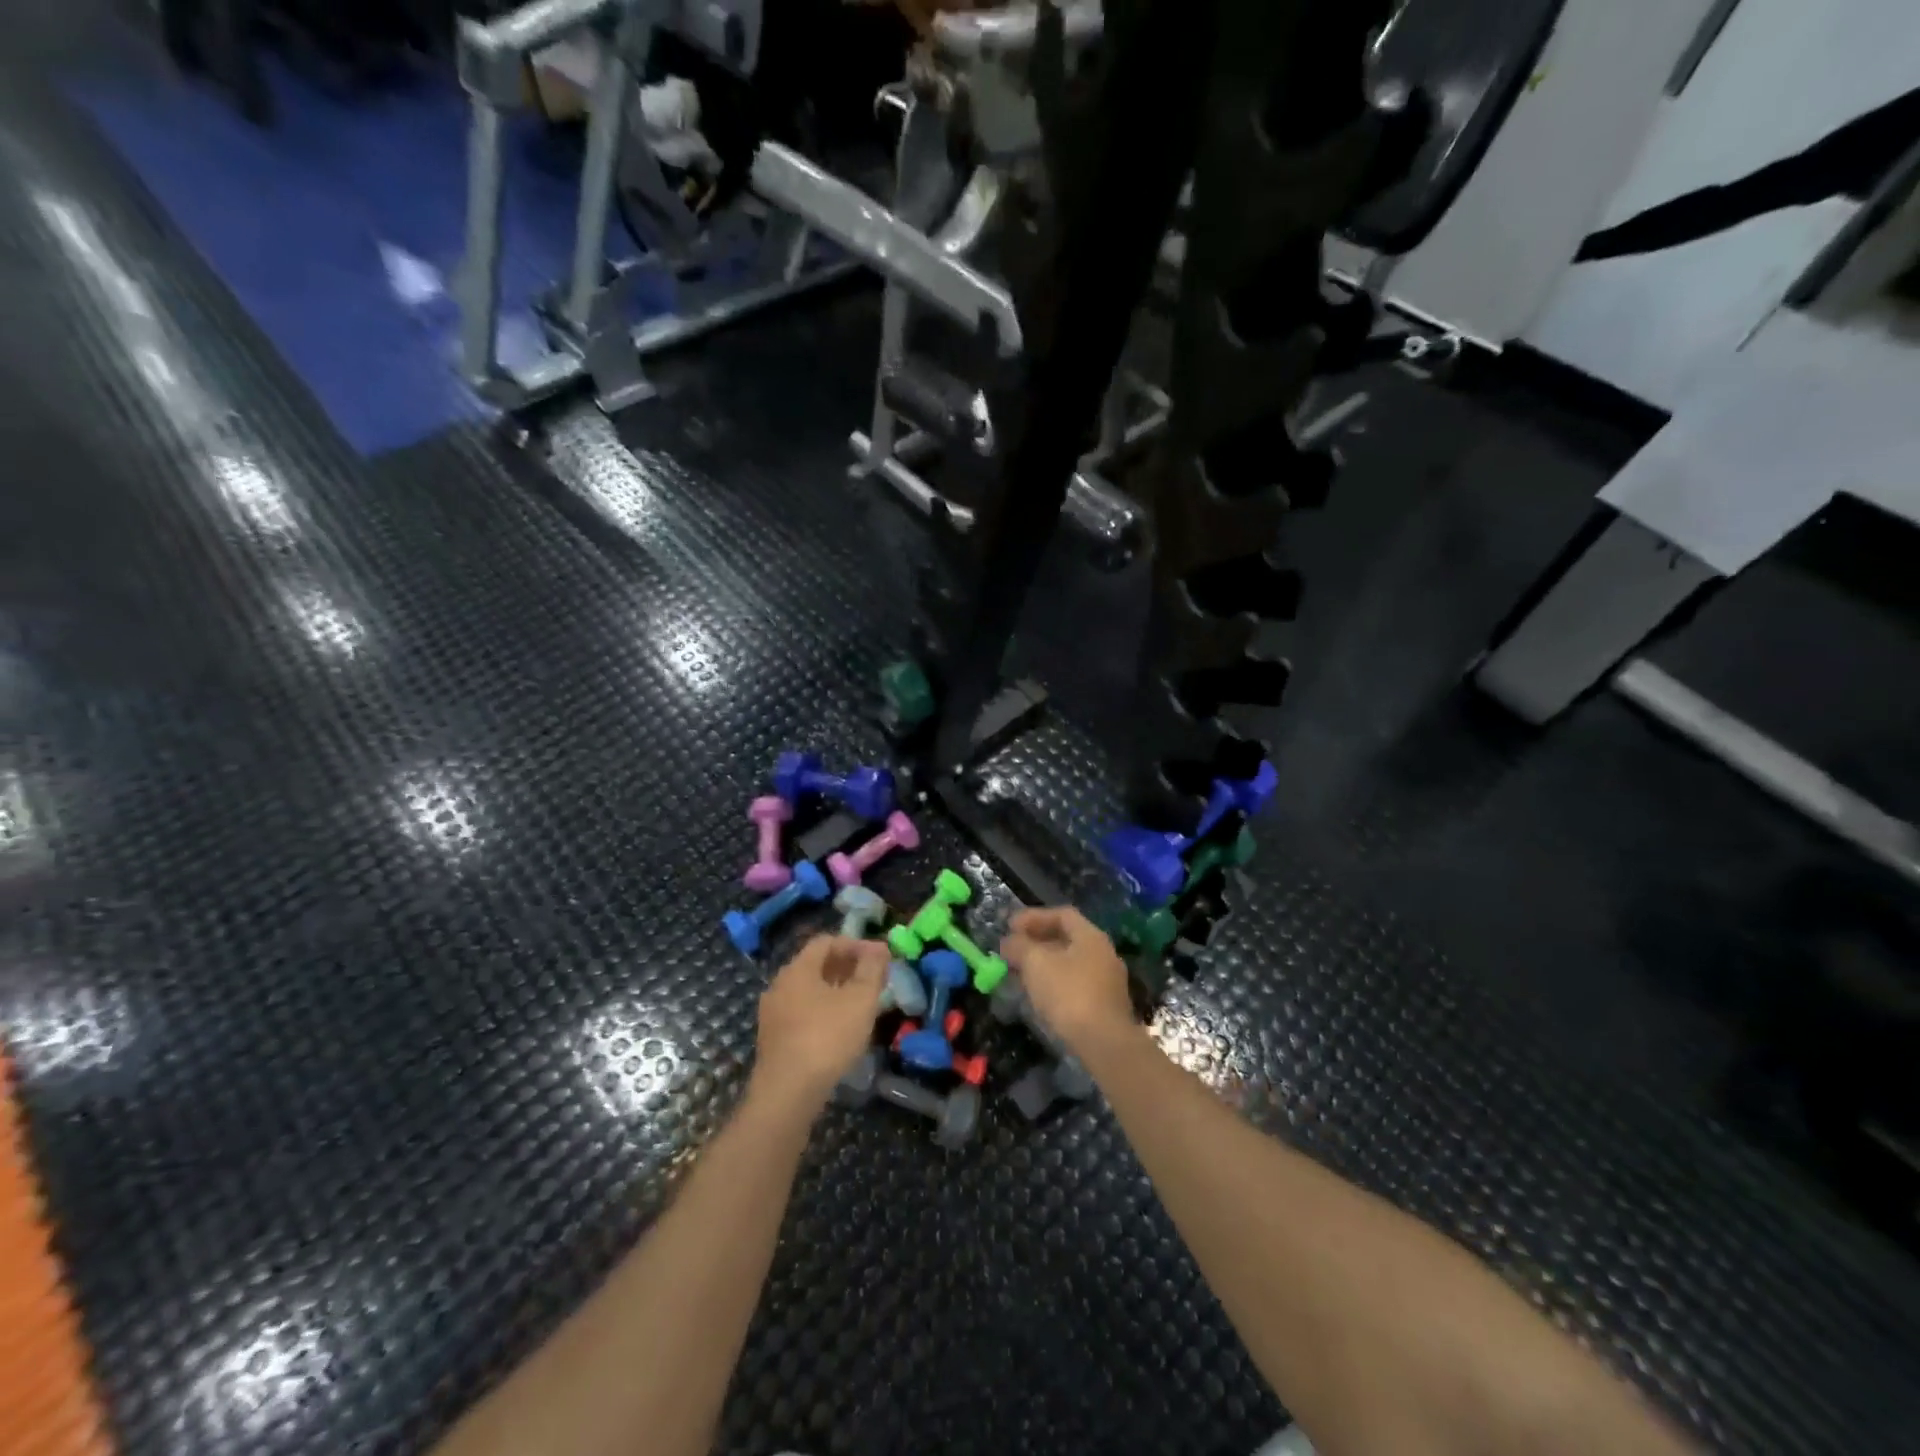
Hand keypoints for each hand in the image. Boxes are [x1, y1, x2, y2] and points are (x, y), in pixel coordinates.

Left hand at [752, 936, 887, 1105]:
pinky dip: (823, 1011)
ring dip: (836, 990)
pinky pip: (801, 1013)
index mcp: (797, 969)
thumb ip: (871, 970)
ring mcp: (772, 1014)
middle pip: (816, 965)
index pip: (826, 942)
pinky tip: (840, 1029)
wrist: (787, 1094)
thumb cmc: (827, 1038)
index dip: (856, 944)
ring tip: (861, 1004)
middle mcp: (779, 985)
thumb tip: (879, 948)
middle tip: (874, 979)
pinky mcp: (773, 1040)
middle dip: (847, 967)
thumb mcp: (860, 1000)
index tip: (880, 958)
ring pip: (809, 991)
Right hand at [1000, 907, 1134, 1055]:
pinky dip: (1053, 983)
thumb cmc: (1069, 994)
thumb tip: (1008, 941)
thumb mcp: (1036, 964)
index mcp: (1091, 936)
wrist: (1104, 1044)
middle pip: (1066, 939)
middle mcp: (1103, 954)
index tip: (1010, 927)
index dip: (1034, 917)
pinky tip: (1037, 995)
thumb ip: (1019, 947)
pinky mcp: (1104, 1006)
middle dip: (1036, 941)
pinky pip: (1074, 984)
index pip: (1062, 914)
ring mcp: (1107, 981)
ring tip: (1019, 973)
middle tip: (1011, 950)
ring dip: (1043, 964)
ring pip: (1069, 964)